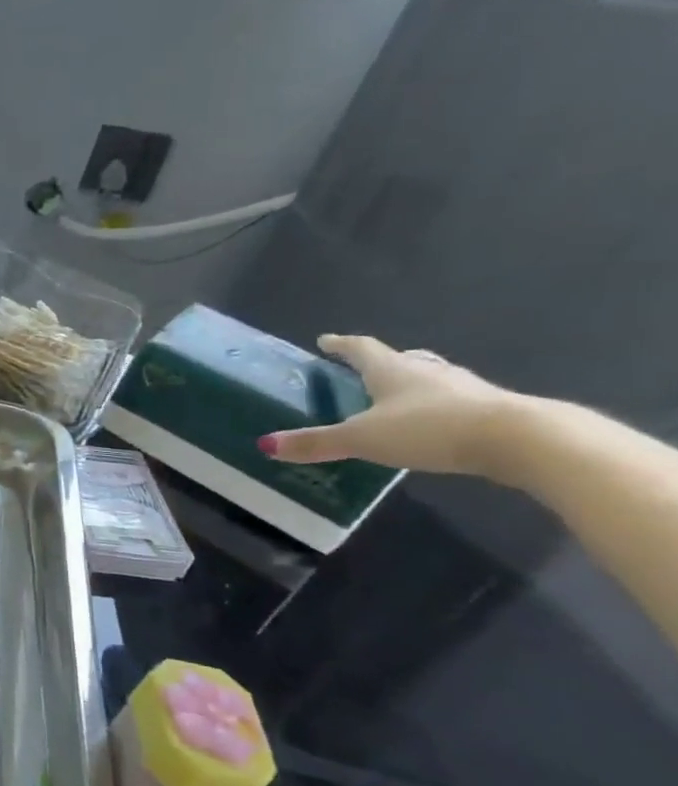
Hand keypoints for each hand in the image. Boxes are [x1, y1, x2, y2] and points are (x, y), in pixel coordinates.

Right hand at [262, 334, 524, 477]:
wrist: (521, 440)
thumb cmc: (429, 428)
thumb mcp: (362, 438)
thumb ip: (316, 442)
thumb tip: (264, 444)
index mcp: (391, 370)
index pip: (360, 349)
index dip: (340, 345)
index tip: (325, 340)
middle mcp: (427, 371)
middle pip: (399, 359)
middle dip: (378, 362)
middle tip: (360, 369)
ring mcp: (464, 388)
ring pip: (429, 378)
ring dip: (411, 383)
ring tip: (395, 396)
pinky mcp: (490, 410)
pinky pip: (453, 401)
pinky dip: (436, 406)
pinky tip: (432, 423)